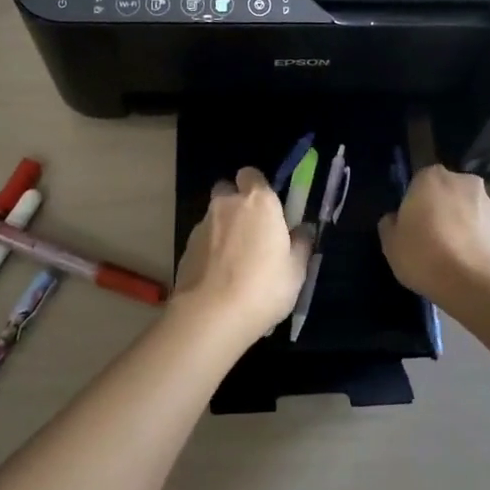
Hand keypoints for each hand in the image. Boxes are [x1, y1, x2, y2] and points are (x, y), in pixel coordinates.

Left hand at [174, 168, 310, 346]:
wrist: (211, 315)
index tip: (268, 208)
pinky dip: (210, 250)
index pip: (252, 174)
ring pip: (214, 216)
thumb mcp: (296, 271)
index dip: (258, 187)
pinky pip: (203, 240)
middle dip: (235, 203)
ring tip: (234, 261)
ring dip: (223, 228)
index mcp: (259, 202)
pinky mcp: (185, 248)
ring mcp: (202, 225)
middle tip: (251, 230)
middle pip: (227, 190)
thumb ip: (301, 245)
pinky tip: (219, 276)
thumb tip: (303, 231)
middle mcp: (227, 204)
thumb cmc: (263, 287)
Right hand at [378, 164, 489, 302]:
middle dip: (443, 210)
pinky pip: (487, 234)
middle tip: (432, 240)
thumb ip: (390, 224)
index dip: (415, 204)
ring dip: (464, 227)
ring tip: (454, 259)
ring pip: (471, 212)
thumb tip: (396, 219)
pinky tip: (472, 268)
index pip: (420, 182)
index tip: (412, 226)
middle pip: (448, 194)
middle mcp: (464, 182)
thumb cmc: (424, 255)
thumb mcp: (390, 244)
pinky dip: (481, 245)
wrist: (475, 283)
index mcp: (431, 177)